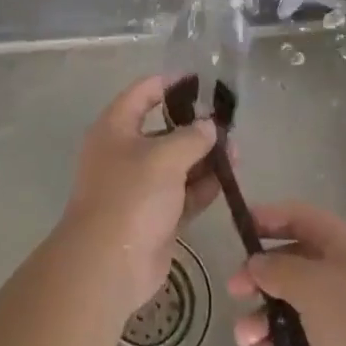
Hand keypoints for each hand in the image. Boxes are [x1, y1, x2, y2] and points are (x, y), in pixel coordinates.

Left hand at [60, 76, 219, 313]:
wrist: (108, 264)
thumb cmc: (131, 196)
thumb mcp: (165, 157)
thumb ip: (192, 137)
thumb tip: (209, 126)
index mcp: (116, 128)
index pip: (143, 92)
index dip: (171, 83)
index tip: (202, 81)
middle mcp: (125, 152)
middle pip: (164, 129)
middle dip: (196, 127)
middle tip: (229, 125)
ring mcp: (140, 186)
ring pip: (177, 163)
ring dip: (205, 158)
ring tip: (237, 153)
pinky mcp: (155, 215)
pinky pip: (183, 193)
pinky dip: (202, 186)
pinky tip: (227, 180)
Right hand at [228, 201, 345, 345]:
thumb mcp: (314, 285)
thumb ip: (278, 269)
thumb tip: (257, 264)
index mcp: (345, 246)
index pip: (300, 218)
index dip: (268, 219)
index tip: (236, 229)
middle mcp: (343, 277)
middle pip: (291, 266)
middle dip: (259, 278)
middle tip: (234, 292)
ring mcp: (342, 320)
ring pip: (290, 310)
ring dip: (263, 321)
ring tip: (245, 338)